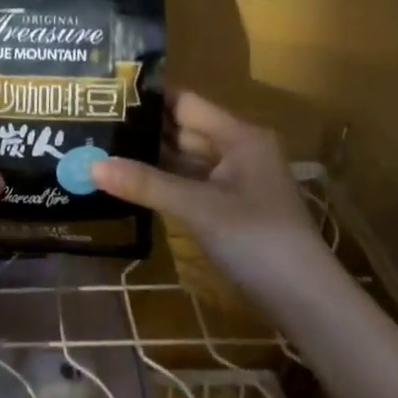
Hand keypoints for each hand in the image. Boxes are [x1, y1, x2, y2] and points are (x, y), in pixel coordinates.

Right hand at [91, 91, 331, 306]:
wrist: (306, 301)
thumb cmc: (257, 240)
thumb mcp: (198, 209)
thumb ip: (146, 184)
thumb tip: (91, 165)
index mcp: (238, 136)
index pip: (185, 103)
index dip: (148, 99)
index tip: (104, 96)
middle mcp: (236, 150)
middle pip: (182, 130)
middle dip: (141, 130)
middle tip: (92, 125)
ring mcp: (233, 181)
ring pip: (183, 160)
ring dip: (148, 158)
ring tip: (99, 150)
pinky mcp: (227, 208)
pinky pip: (188, 185)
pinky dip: (161, 184)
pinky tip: (128, 183)